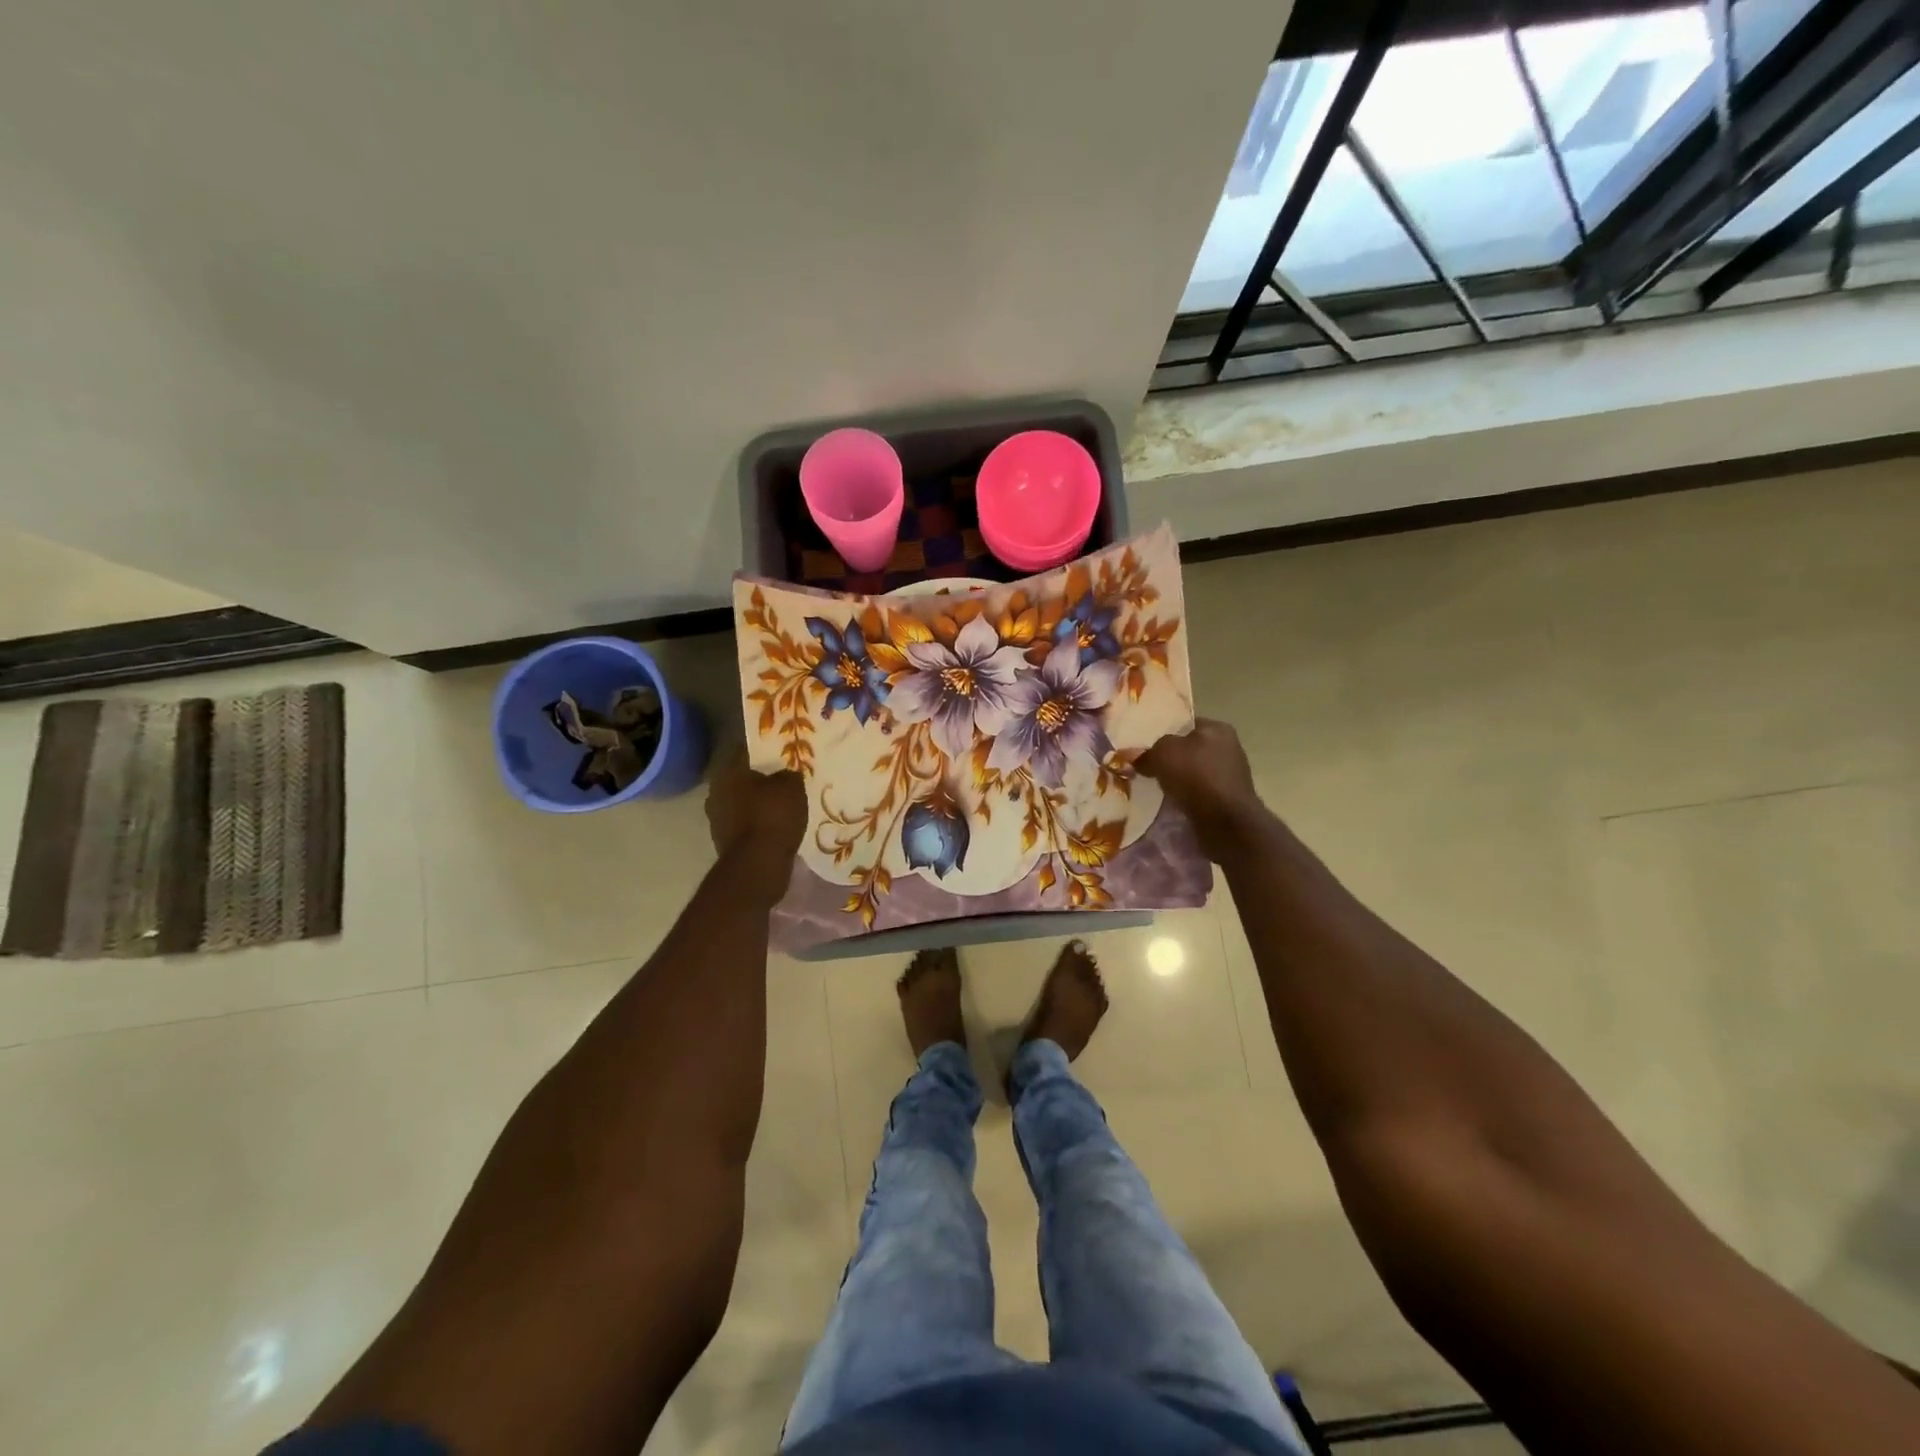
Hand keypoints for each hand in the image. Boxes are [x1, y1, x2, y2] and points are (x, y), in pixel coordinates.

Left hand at [705, 749, 806, 900]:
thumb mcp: (792, 786)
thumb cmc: (773, 816)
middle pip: (742, 779)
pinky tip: (776, 827)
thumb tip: (785, 774)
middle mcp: (715, 792)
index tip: (781, 752)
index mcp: (728, 772)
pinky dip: (758, 824)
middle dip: (761, 779)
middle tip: (785, 779)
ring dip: (759, 804)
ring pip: (742, 803)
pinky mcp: (724, 841)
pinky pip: (745, 825)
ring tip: (783, 805)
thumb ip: (788, 774)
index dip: (764, 750)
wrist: (758, 865)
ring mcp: (716, 819)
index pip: (745, 751)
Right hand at [1135, 719, 1266, 862]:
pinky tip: (1173, 802)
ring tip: (1156, 787)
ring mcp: (1231, 774)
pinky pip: (1199, 792)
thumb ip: (1147, 752)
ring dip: (1177, 780)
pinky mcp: (1229, 798)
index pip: (1185, 724)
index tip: (1145, 747)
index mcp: (1217, 728)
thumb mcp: (1162, 753)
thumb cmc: (1196, 776)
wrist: (1225, 822)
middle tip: (1146, 768)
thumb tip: (1136, 758)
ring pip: (1194, 772)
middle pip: (1190, 749)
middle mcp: (1229, 747)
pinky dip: (1187, 796)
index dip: (1163, 733)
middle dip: (1170, 759)